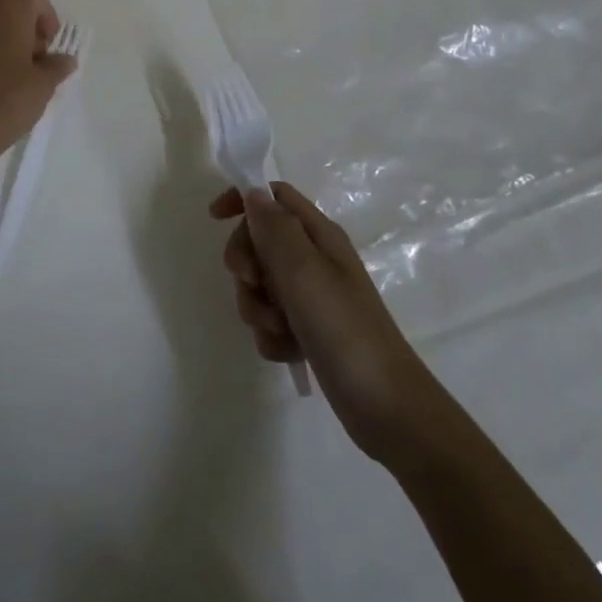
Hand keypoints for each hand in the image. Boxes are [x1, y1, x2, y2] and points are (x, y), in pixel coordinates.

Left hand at [0, 0, 76, 168]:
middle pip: (6, 1)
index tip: (48, 45)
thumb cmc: (7, 100)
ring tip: (11, 70)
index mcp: (9, 9)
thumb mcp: (43, 85)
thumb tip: (64, 60)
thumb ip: (57, 66)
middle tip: (33, 55)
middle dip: (23, 22)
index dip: (46, 16)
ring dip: (0, 35)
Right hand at [211, 182, 436, 469]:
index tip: (215, 220)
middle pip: (259, 241)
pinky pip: (270, 322)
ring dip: (259, 308)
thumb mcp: (304, 271)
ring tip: (282, 329)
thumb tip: (254, 193)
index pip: (274, 195)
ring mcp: (312, 298)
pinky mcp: (308, 331)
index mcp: (319, 235)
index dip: (242, 199)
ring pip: (260, 286)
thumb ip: (275, 228)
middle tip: (254, 284)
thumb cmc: (344, 328)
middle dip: (247, 264)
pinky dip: (273, 336)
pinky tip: (291, 352)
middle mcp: (314, 259)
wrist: (386, 407)